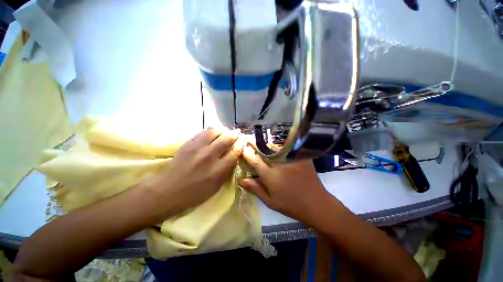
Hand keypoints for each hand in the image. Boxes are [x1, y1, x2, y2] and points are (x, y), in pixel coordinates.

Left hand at [146, 128, 242, 220]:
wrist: (167, 191)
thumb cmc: (195, 193)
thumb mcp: (217, 186)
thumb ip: (227, 170)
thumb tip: (234, 155)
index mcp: (218, 170)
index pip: (235, 151)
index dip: (240, 145)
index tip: (242, 143)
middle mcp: (210, 156)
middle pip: (227, 138)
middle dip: (234, 135)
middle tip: (235, 137)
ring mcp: (197, 147)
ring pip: (215, 130)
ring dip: (222, 131)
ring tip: (224, 134)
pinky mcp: (188, 143)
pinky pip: (203, 132)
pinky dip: (211, 132)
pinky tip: (212, 136)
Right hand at [239, 145, 331, 224]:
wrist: (316, 204)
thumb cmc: (291, 205)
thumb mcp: (270, 201)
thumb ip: (256, 189)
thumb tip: (241, 179)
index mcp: (271, 176)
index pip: (255, 161)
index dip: (247, 153)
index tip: (242, 147)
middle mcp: (280, 165)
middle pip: (264, 151)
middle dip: (255, 144)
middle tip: (249, 139)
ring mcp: (292, 160)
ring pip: (275, 148)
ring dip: (267, 145)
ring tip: (261, 143)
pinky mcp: (301, 157)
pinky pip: (287, 149)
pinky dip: (280, 147)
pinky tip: (276, 147)